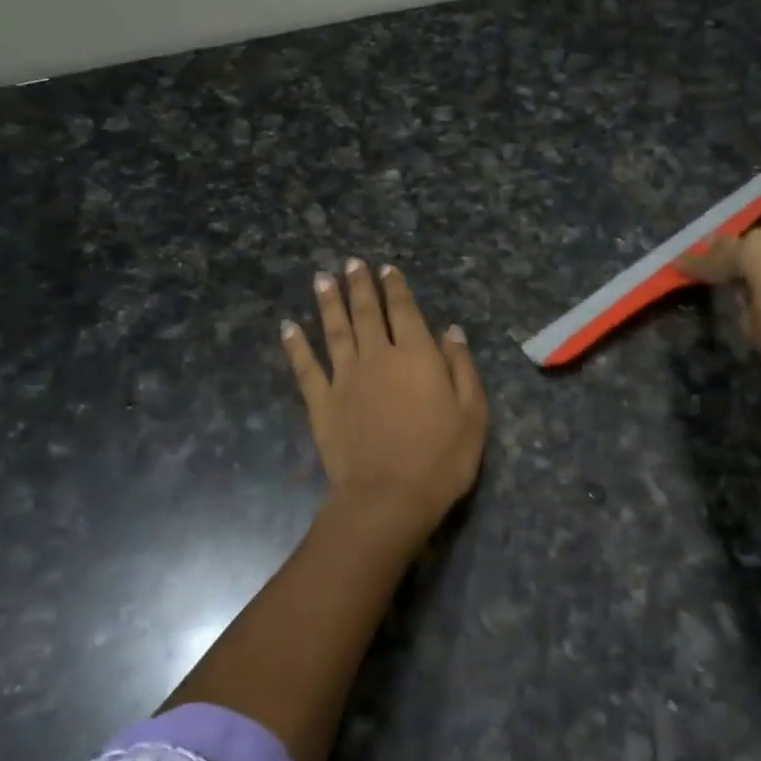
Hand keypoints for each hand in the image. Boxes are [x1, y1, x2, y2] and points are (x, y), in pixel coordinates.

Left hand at [282, 259, 487, 553]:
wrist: (389, 497)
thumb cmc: (442, 458)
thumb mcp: (472, 412)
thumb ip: (462, 366)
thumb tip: (450, 330)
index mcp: (417, 356)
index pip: (405, 311)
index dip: (396, 288)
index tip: (386, 269)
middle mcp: (378, 357)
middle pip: (367, 313)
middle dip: (360, 286)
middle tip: (351, 263)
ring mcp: (345, 378)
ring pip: (335, 330)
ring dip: (328, 302)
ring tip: (322, 278)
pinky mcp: (322, 403)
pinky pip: (305, 367)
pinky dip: (296, 345)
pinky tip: (288, 327)